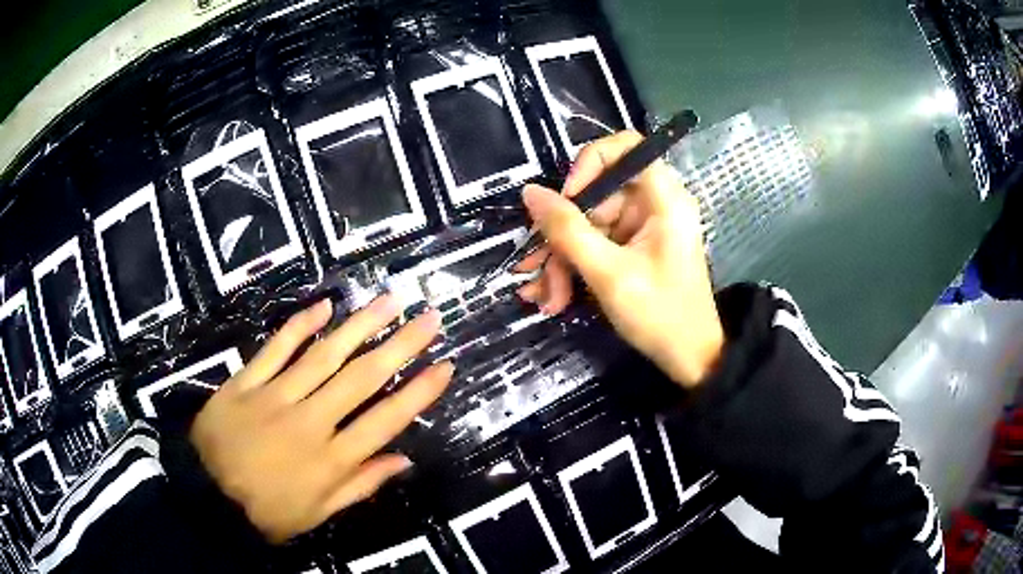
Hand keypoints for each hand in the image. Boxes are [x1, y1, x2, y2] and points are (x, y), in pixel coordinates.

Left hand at [189, 297, 452, 542]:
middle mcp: (310, 422)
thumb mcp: (319, 513)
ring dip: (360, 325)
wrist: (207, 496)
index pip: (385, 420)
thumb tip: (403, 460)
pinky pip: (276, 348)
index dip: (418, 393)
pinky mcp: (246, 382)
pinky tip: (324, 306)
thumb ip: (361, 485)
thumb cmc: (268, 511)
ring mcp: (276, 396)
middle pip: (362, 378)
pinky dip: (299, 325)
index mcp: (331, 460)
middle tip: (428, 317)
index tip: (444, 366)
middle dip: (400, 346)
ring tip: (388, 301)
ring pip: (324, 354)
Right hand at [517, 131, 723, 386]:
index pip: (624, 147)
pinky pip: (596, 244)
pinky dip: (575, 268)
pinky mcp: (634, 248)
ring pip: (589, 224)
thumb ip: (568, 230)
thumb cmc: (660, 315)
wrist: (690, 359)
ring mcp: (642, 227)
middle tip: (535, 267)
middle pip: (597, 194)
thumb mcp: (608, 273)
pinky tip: (556, 298)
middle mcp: (654, 204)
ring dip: (562, 258)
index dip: (589, 164)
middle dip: (562, 233)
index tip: (567, 199)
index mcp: (663, 198)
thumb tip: (531, 192)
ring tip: (545, 297)